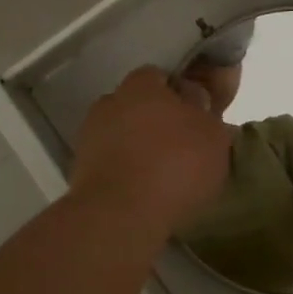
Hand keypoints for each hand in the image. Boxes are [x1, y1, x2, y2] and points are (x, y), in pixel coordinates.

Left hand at [70, 67, 231, 236]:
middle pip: (137, 106)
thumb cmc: (175, 164)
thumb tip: (197, 103)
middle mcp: (110, 102)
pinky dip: (125, 174)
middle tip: (182, 146)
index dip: (179, 94)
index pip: (160, 76)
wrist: (121, 216)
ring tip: (164, 176)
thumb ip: (207, 113)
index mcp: (141, 85)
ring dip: (138, 149)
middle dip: (156, 121)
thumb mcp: (213, 135)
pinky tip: (145, 194)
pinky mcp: (79, 172)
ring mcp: (90, 137)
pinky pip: (111, 165)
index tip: (195, 115)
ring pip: (122, 136)